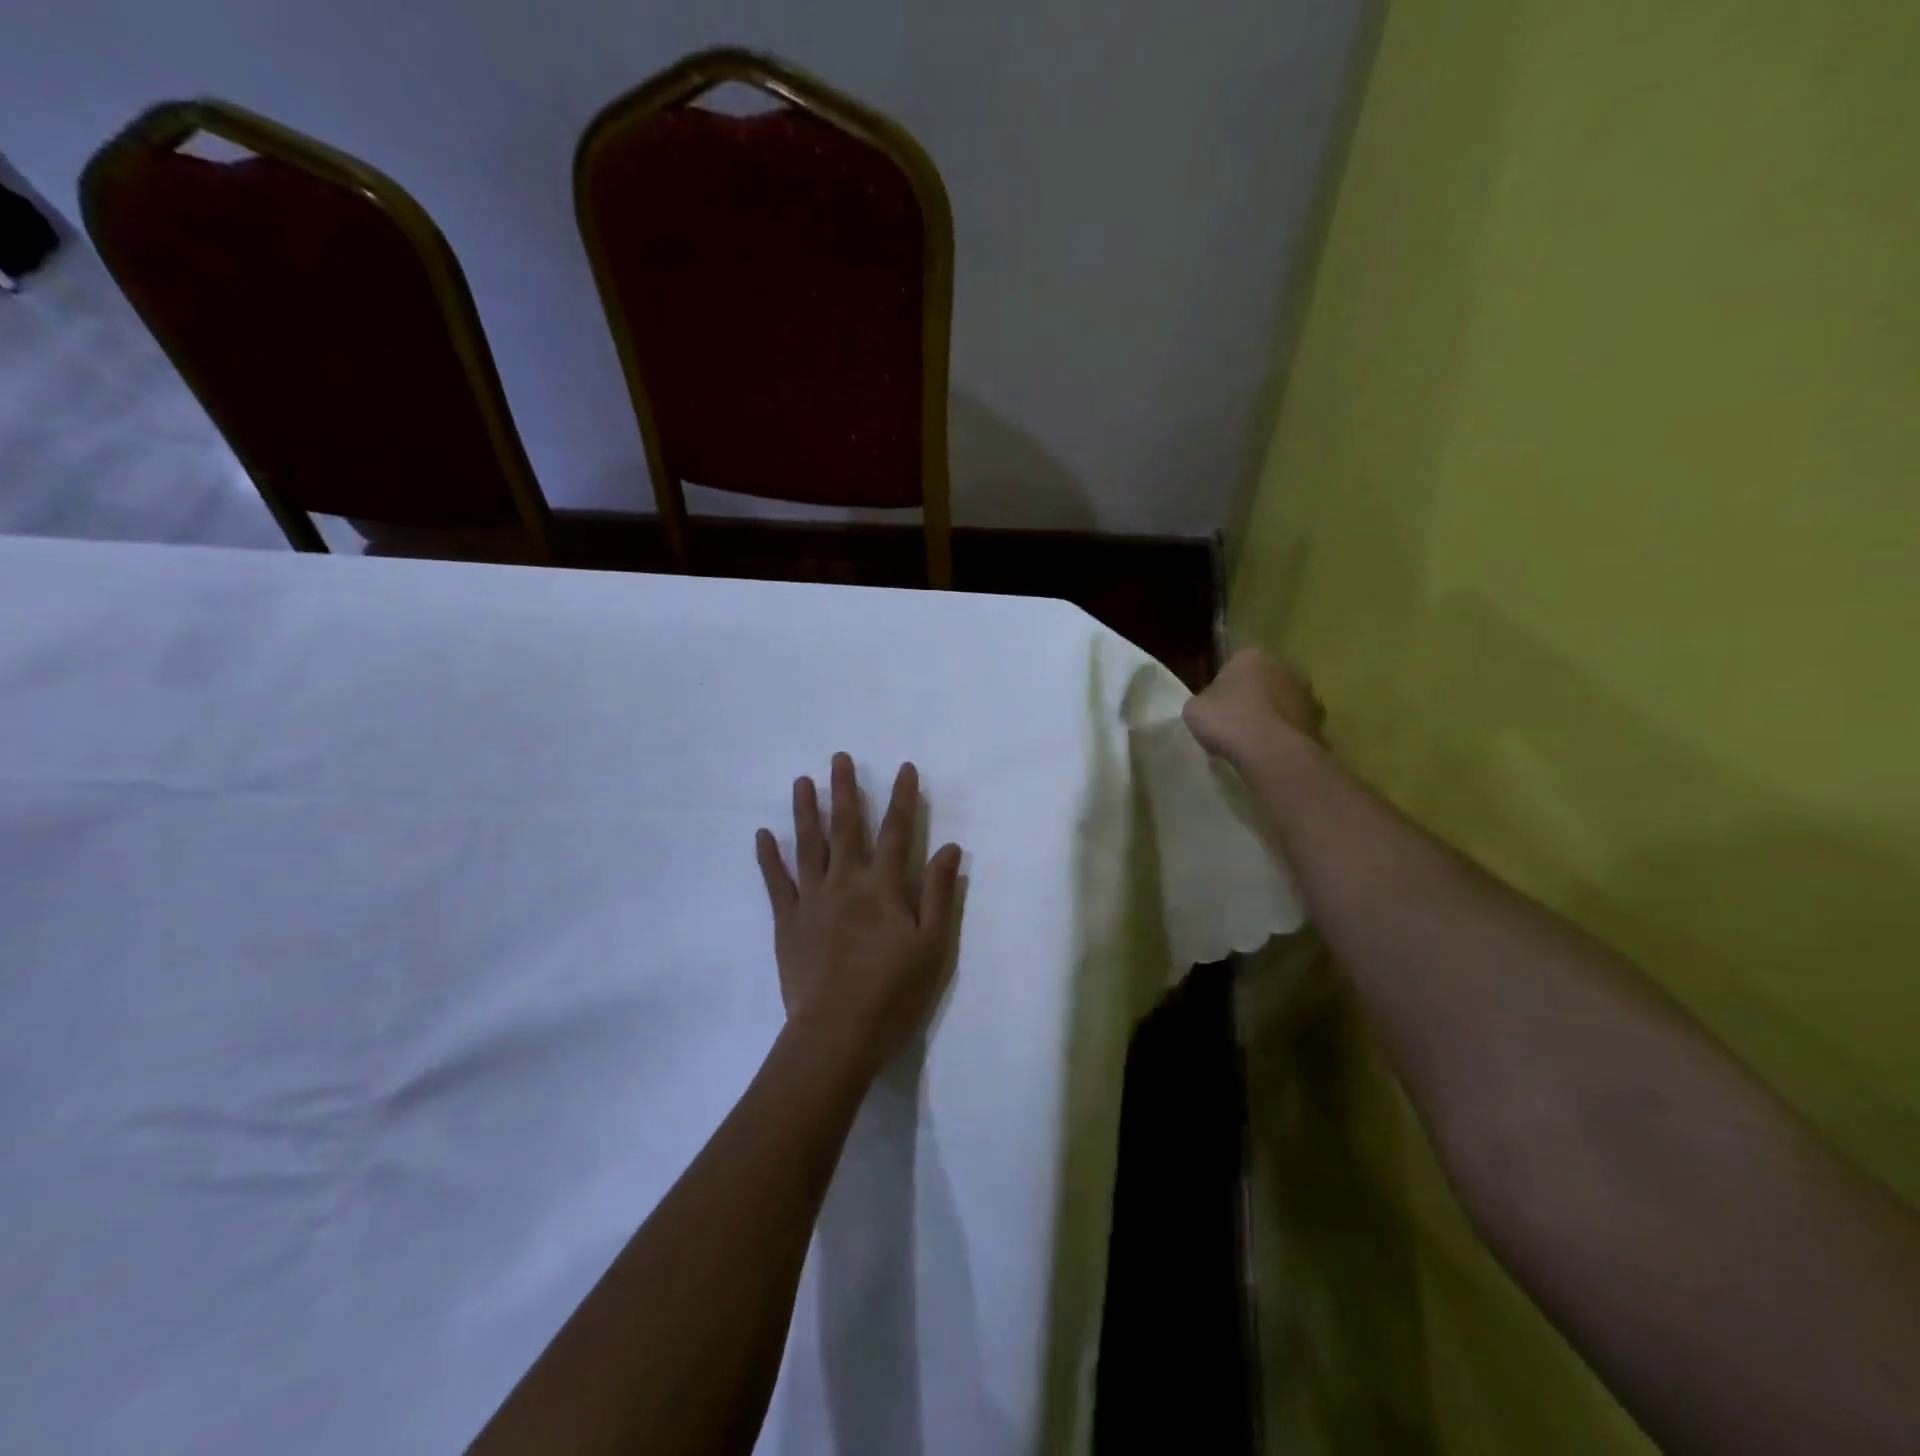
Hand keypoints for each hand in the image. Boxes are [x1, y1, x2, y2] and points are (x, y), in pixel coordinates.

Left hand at [756, 755, 963, 1072]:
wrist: (837, 1033)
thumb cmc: (894, 992)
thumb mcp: (934, 946)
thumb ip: (940, 893)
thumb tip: (951, 847)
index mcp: (884, 887)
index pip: (898, 831)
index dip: (903, 798)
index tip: (904, 768)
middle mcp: (847, 882)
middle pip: (847, 827)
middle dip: (845, 790)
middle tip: (838, 758)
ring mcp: (812, 899)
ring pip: (808, 845)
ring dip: (806, 810)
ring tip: (802, 781)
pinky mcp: (788, 922)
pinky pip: (776, 882)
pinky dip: (769, 857)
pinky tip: (762, 834)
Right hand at [1183, 648, 1324, 763]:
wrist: (1271, 752)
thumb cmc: (1227, 722)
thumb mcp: (1194, 709)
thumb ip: (1203, 701)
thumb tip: (1211, 707)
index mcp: (1250, 656)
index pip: (1232, 668)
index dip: (1222, 690)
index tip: (1215, 711)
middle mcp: (1283, 666)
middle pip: (1262, 682)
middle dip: (1251, 699)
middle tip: (1234, 725)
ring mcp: (1306, 693)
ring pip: (1282, 703)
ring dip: (1271, 716)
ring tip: (1254, 743)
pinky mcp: (1320, 720)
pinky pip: (1294, 725)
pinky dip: (1285, 735)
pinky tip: (1271, 752)